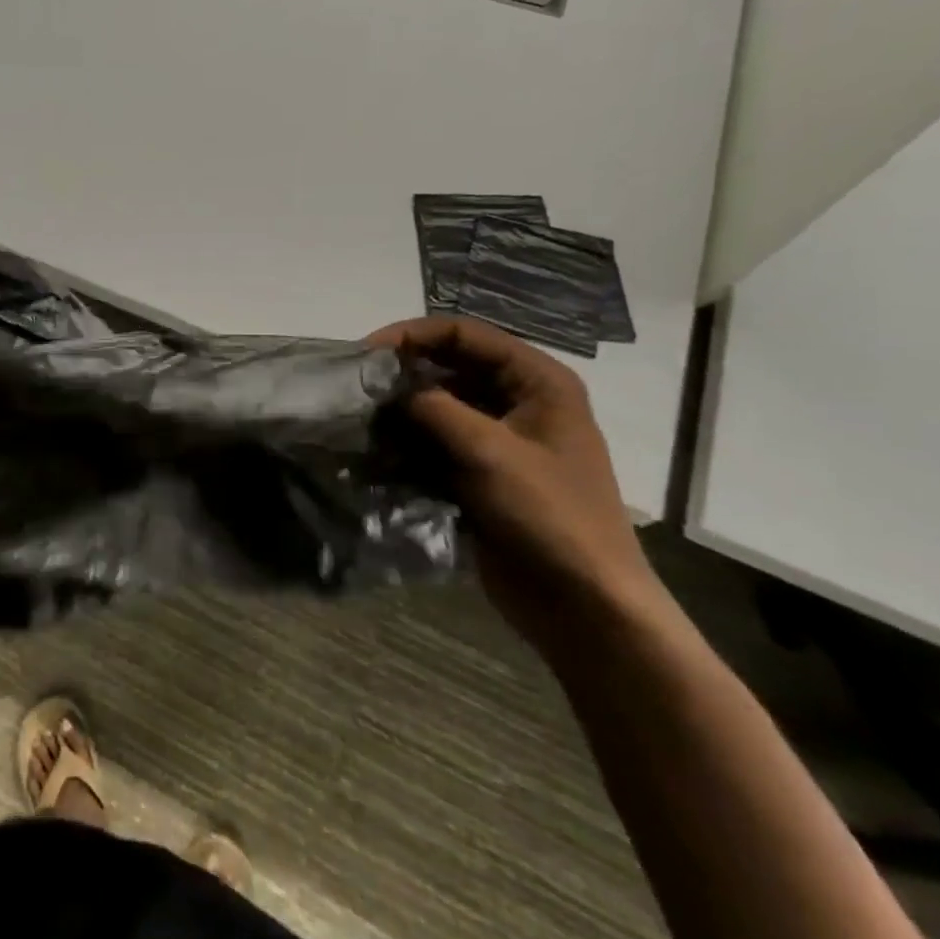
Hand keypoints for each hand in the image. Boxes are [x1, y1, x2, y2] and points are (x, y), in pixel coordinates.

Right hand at [365, 317, 663, 653]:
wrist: (583, 604)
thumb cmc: (549, 516)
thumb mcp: (489, 453)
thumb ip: (434, 408)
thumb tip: (386, 386)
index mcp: (538, 382)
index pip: (465, 334)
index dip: (413, 335)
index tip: (365, 353)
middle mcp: (519, 401)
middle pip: (449, 367)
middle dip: (403, 376)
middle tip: (356, 390)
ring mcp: (500, 440)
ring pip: (438, 406)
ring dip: (400, 412)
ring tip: (361, 423)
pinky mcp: (481, 473)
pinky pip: (436, 443)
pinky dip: (407, 444)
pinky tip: (377, 455)